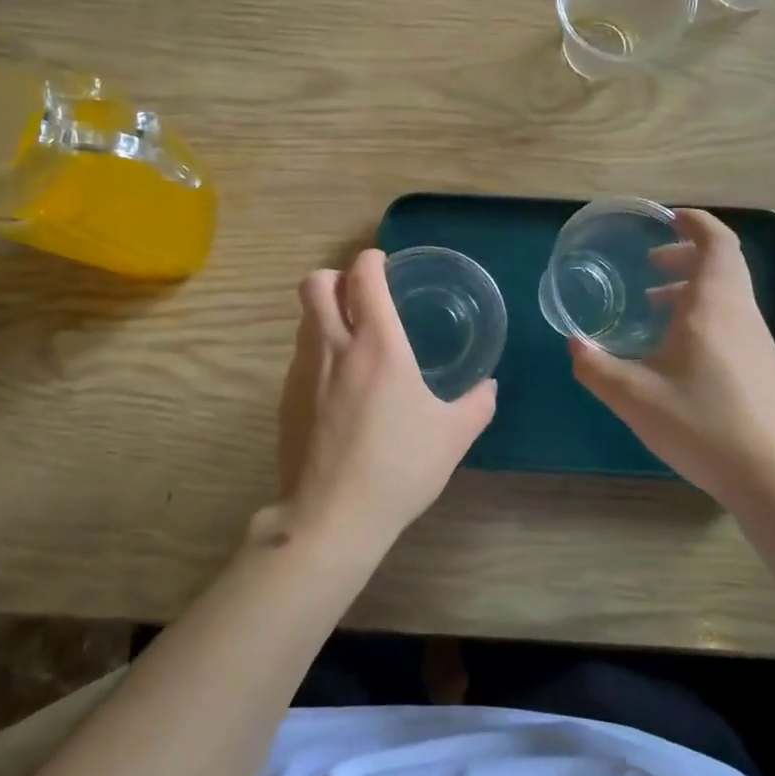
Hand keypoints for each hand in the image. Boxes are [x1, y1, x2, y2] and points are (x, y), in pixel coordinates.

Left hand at [270, 249, 496, 561]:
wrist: (332, 515)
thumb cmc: (399, 467)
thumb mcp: (453, 436)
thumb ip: (477, 404)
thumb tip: (488, 387)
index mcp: (378, 344)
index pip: (364, 276)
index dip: (372, 260)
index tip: (383, 264)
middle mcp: (334, 346)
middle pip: (317, 283)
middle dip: (337, 277)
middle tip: (360, 296)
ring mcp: (303, 371)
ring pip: (304, 318)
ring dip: (324, 313)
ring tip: (351, 339)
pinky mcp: (286, 399)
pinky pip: (299, 355)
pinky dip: (316, 350)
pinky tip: (337, 385)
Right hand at [569, 208, 774, 508]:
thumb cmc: (703, 425)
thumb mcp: (634, 397)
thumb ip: (596, 367)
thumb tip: (575, 344)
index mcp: (714, 306)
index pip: (716, 242)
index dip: (695, 223)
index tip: (667, 220)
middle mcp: (741, 314)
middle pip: (722, 265)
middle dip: (686, 255)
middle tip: (650, 263)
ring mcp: (758, 342)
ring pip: (727, 295)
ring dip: (693, 288)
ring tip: (655, 305)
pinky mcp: (763, 368)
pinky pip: (732, 321)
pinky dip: (703, 315)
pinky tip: (677, 352)